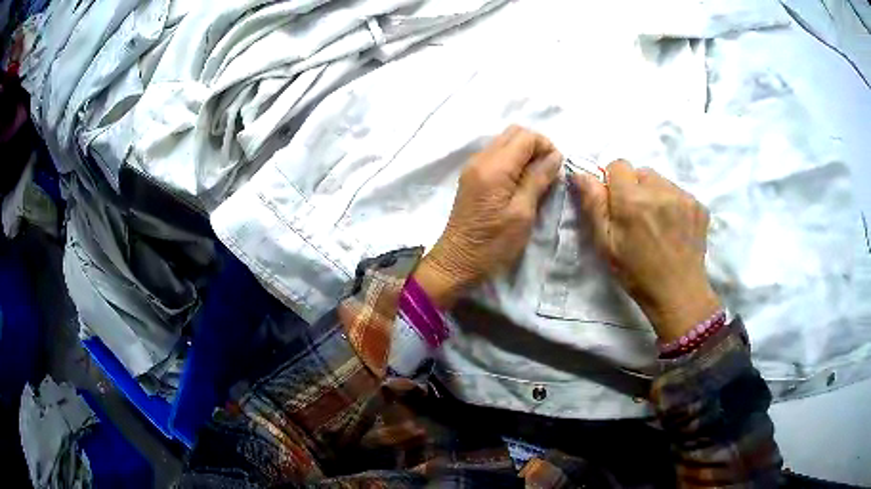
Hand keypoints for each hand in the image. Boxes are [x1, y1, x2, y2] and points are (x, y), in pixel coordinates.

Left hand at [414, 126, 562, 309]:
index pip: (525, 136)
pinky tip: (520, 182)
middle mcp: (481, 159)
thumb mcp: (523, 213)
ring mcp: (473, 166)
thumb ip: (538, 179)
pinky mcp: (472, 176)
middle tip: (548, 171)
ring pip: (504, 142)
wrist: (457, 261)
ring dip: (524, 153)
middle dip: (536, 146)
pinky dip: (512, 160)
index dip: (546, 146)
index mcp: (494, 167)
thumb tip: (555, 156)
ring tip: (536, 178)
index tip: (556, 168)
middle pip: (513, 133)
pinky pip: (496, 155)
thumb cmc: (493, 243)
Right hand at [571, 160, 720, 340]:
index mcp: (633, 200)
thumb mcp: (606, 245)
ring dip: (655, 195)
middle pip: (641, 172)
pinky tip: (674, 228)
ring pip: (661, 181)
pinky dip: (673, 204)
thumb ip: (594, 205)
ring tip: (658, 224)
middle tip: (638, 219)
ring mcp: (683, 197)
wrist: (678, 294)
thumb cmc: (637, 274)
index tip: (617, 205)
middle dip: (636, 189)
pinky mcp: (699, 205)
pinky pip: (679, 193)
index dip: (614, 183)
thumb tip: (580, 174)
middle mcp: (660, 190)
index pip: (618, 165)